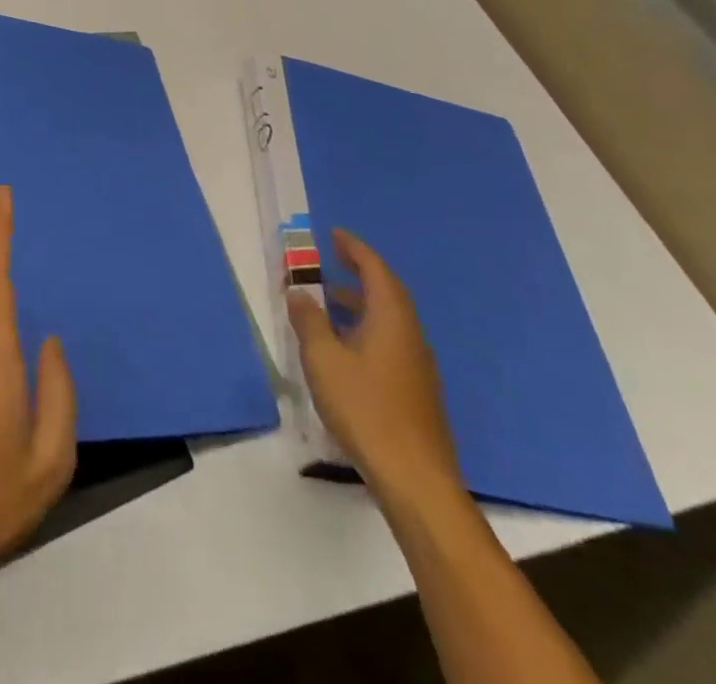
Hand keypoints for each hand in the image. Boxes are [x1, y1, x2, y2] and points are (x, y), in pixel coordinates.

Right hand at [288, 230, 463, 512]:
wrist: (416, 480)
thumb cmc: (366, 409)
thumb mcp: (324, 360)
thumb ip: (309, 321)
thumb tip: (299, 292)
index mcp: (391, 320)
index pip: (375, 270)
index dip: (354, 249)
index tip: (333, 235)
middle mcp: (410, 335)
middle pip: (387, 292)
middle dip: (359, 272)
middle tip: (331, 260)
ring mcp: (417, 365)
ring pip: (388, 319)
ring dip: (360, 302)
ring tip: (328, 302)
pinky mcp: (416, 390)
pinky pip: (389, 341)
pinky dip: (366, 328)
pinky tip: (345, 347)